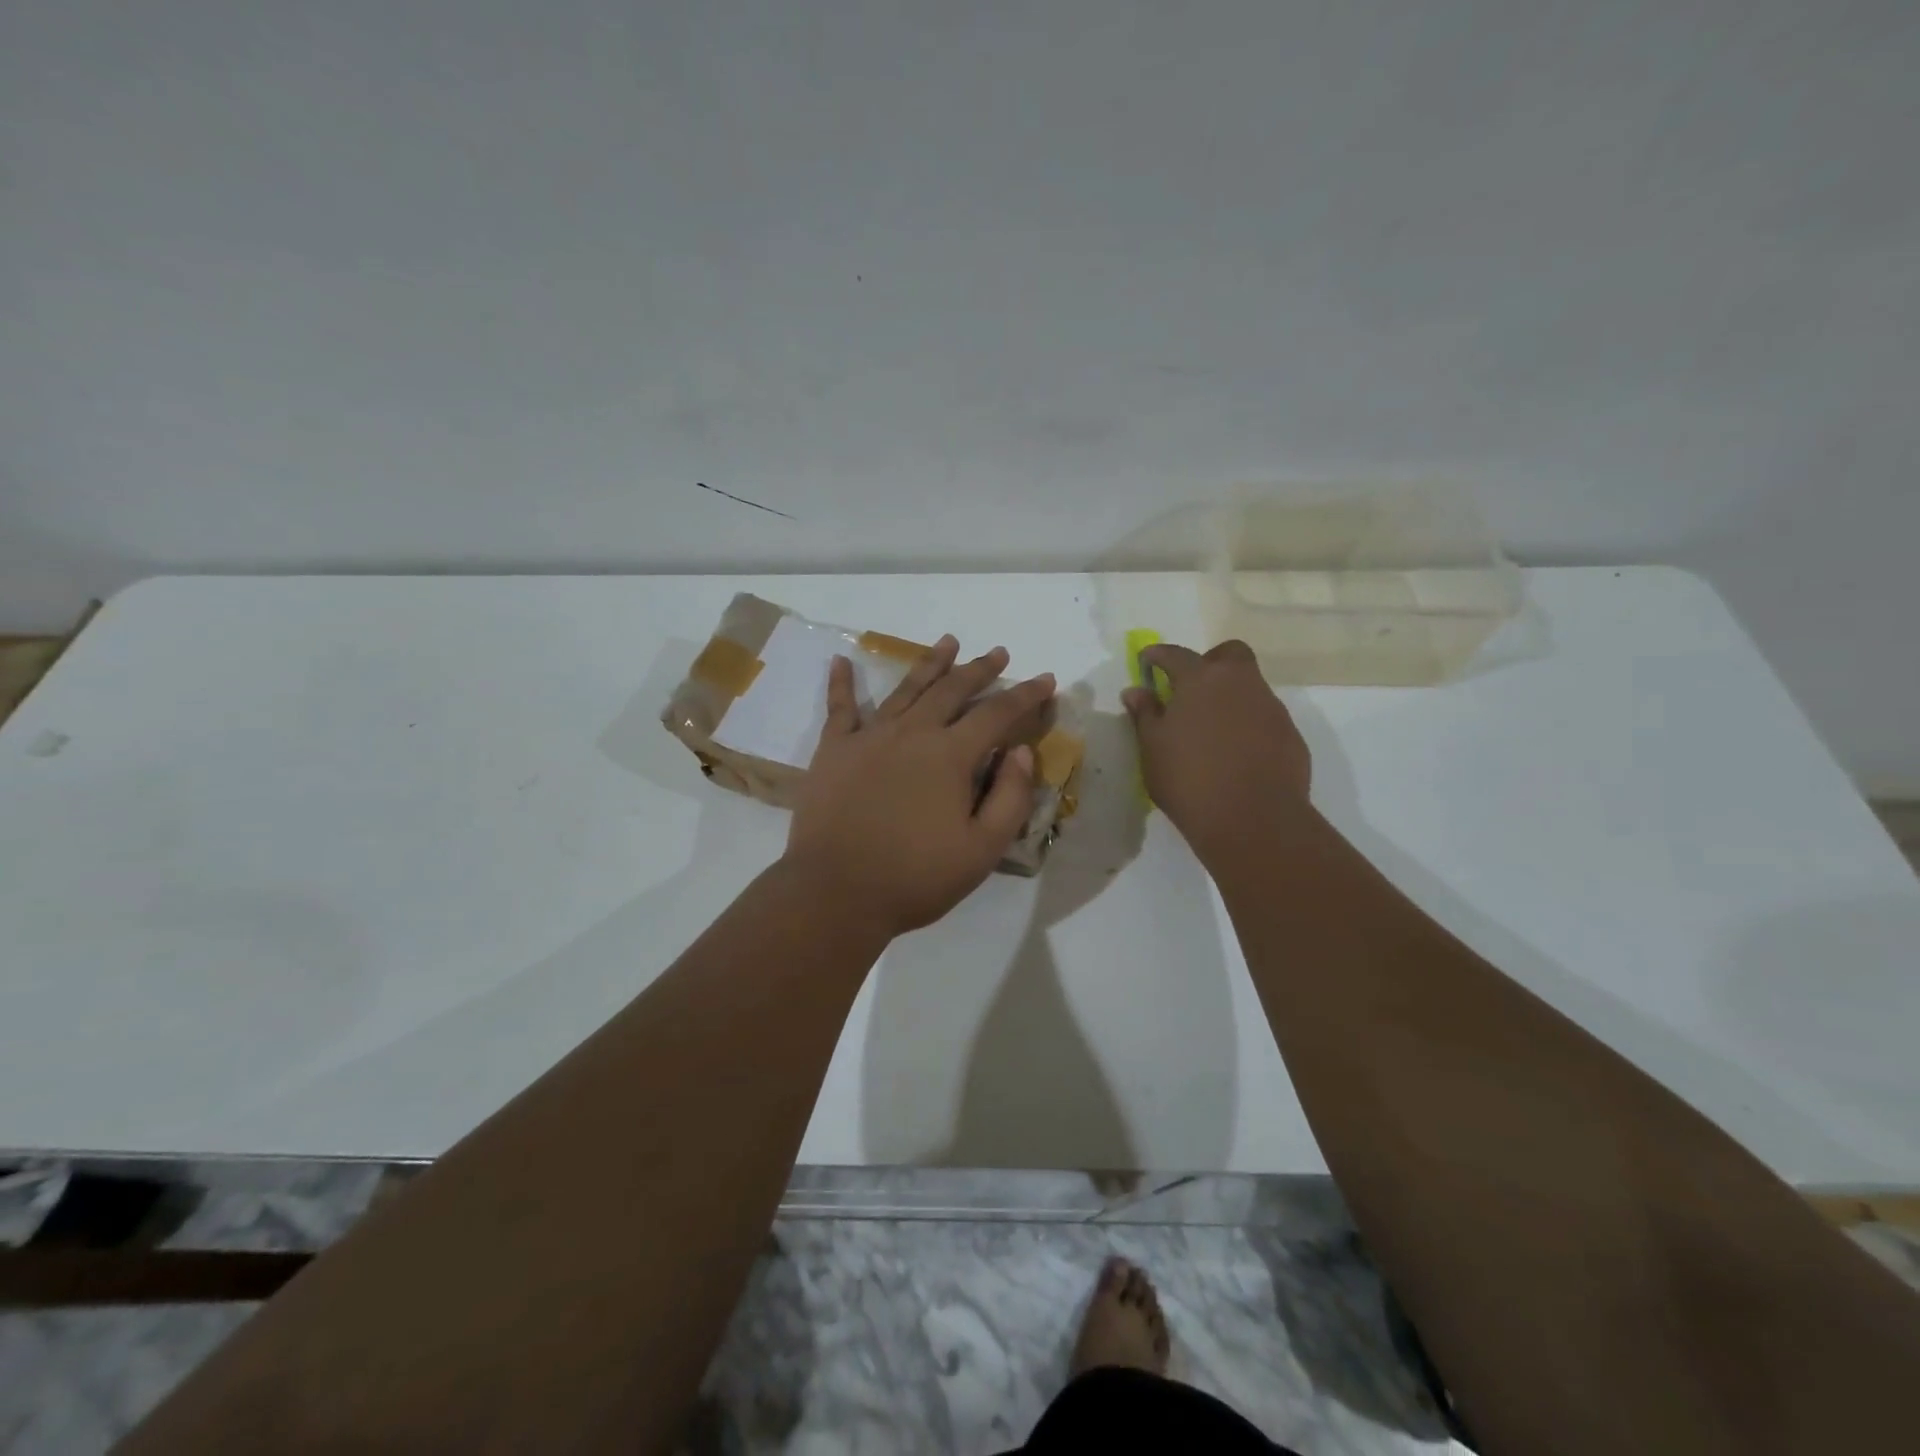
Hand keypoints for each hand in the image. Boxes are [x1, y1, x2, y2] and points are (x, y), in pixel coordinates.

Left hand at [784, 635, 1055, 937]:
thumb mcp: (981, 850)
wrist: (836, 892)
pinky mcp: (834, 750)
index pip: (997, 714)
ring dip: (930, 663)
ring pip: (906, 689)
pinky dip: (841, 682)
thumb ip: (1010, 797)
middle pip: (952, 690)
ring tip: (948, 642)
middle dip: (979, 669)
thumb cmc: (915, 877)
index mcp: (950, 755)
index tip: (1045, 679)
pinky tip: (841, 660)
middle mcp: (912, 733)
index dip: (1025, 695)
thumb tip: (1020, 750)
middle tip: (997, 653)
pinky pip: (839, 708)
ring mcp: (869, 737)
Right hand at [1121, 640, 1313, 861]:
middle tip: (1191, 690)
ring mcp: (1270, 707)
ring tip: (1211, 730)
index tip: (1147, 660)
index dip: (1158, 655)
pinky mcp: (1290, 734)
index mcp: (1201, 680)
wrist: (1253, 819)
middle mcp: (1240, 683)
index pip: (1175, 654)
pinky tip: (1236, 754)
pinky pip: (1264, 717)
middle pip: (1229, 654)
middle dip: (1209, 662)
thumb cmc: (1189, 779)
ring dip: (1230, 697)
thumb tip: (1136, 691)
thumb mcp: (1153, 748)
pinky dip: (1248, 725)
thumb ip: (1145, 714)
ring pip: (1250, 686)